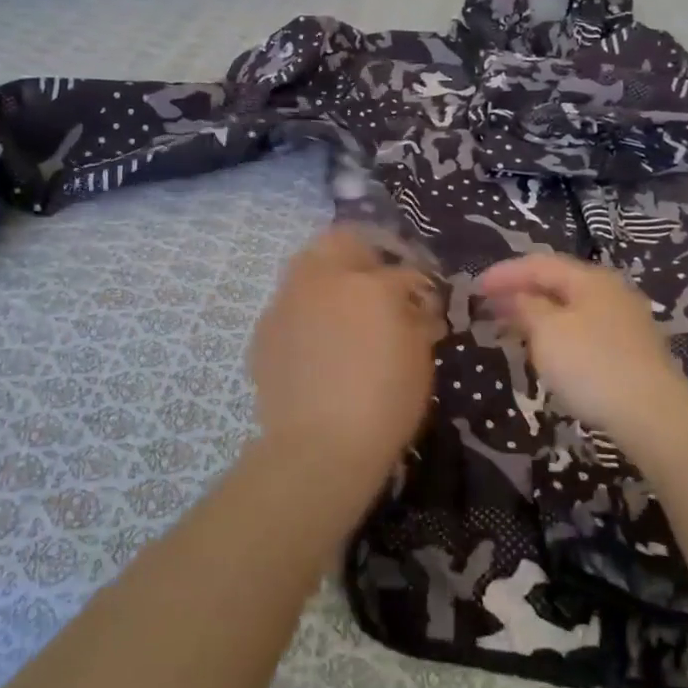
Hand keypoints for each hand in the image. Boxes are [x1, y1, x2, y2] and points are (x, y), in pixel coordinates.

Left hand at [248, 226, 444, 470]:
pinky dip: (306, 313)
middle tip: (378, 285)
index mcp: (371, 285)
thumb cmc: (384, 404)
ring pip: (308, 267)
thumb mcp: (419, 360)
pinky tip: (317, 343)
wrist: (319, 446)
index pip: (403, 271)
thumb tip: (417, 306)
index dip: (418, 284)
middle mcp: (324, 280)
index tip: (422, 299)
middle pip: (342, 241)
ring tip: (344, 312)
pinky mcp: (264, 329)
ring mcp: (287, 301)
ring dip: (329, 279)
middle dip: (364, 255)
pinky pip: (289, 306)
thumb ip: (419, 321)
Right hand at [477, 253, 687, 447]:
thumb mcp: (548, 332)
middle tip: (489, 306)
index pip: (540, 264)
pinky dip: (557, 333)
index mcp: (590, 279)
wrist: (652, 415)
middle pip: (558, 284)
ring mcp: (624, 322)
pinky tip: (545, 350)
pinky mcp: (630, 351)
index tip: (476, 287)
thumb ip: (527, 308)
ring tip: (510, 327)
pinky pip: (583, 330)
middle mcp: (611, 292)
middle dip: (521, 292)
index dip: (505, 273)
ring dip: (538, 314)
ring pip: (571, 309)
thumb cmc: (591, 365)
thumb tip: (517, 297)